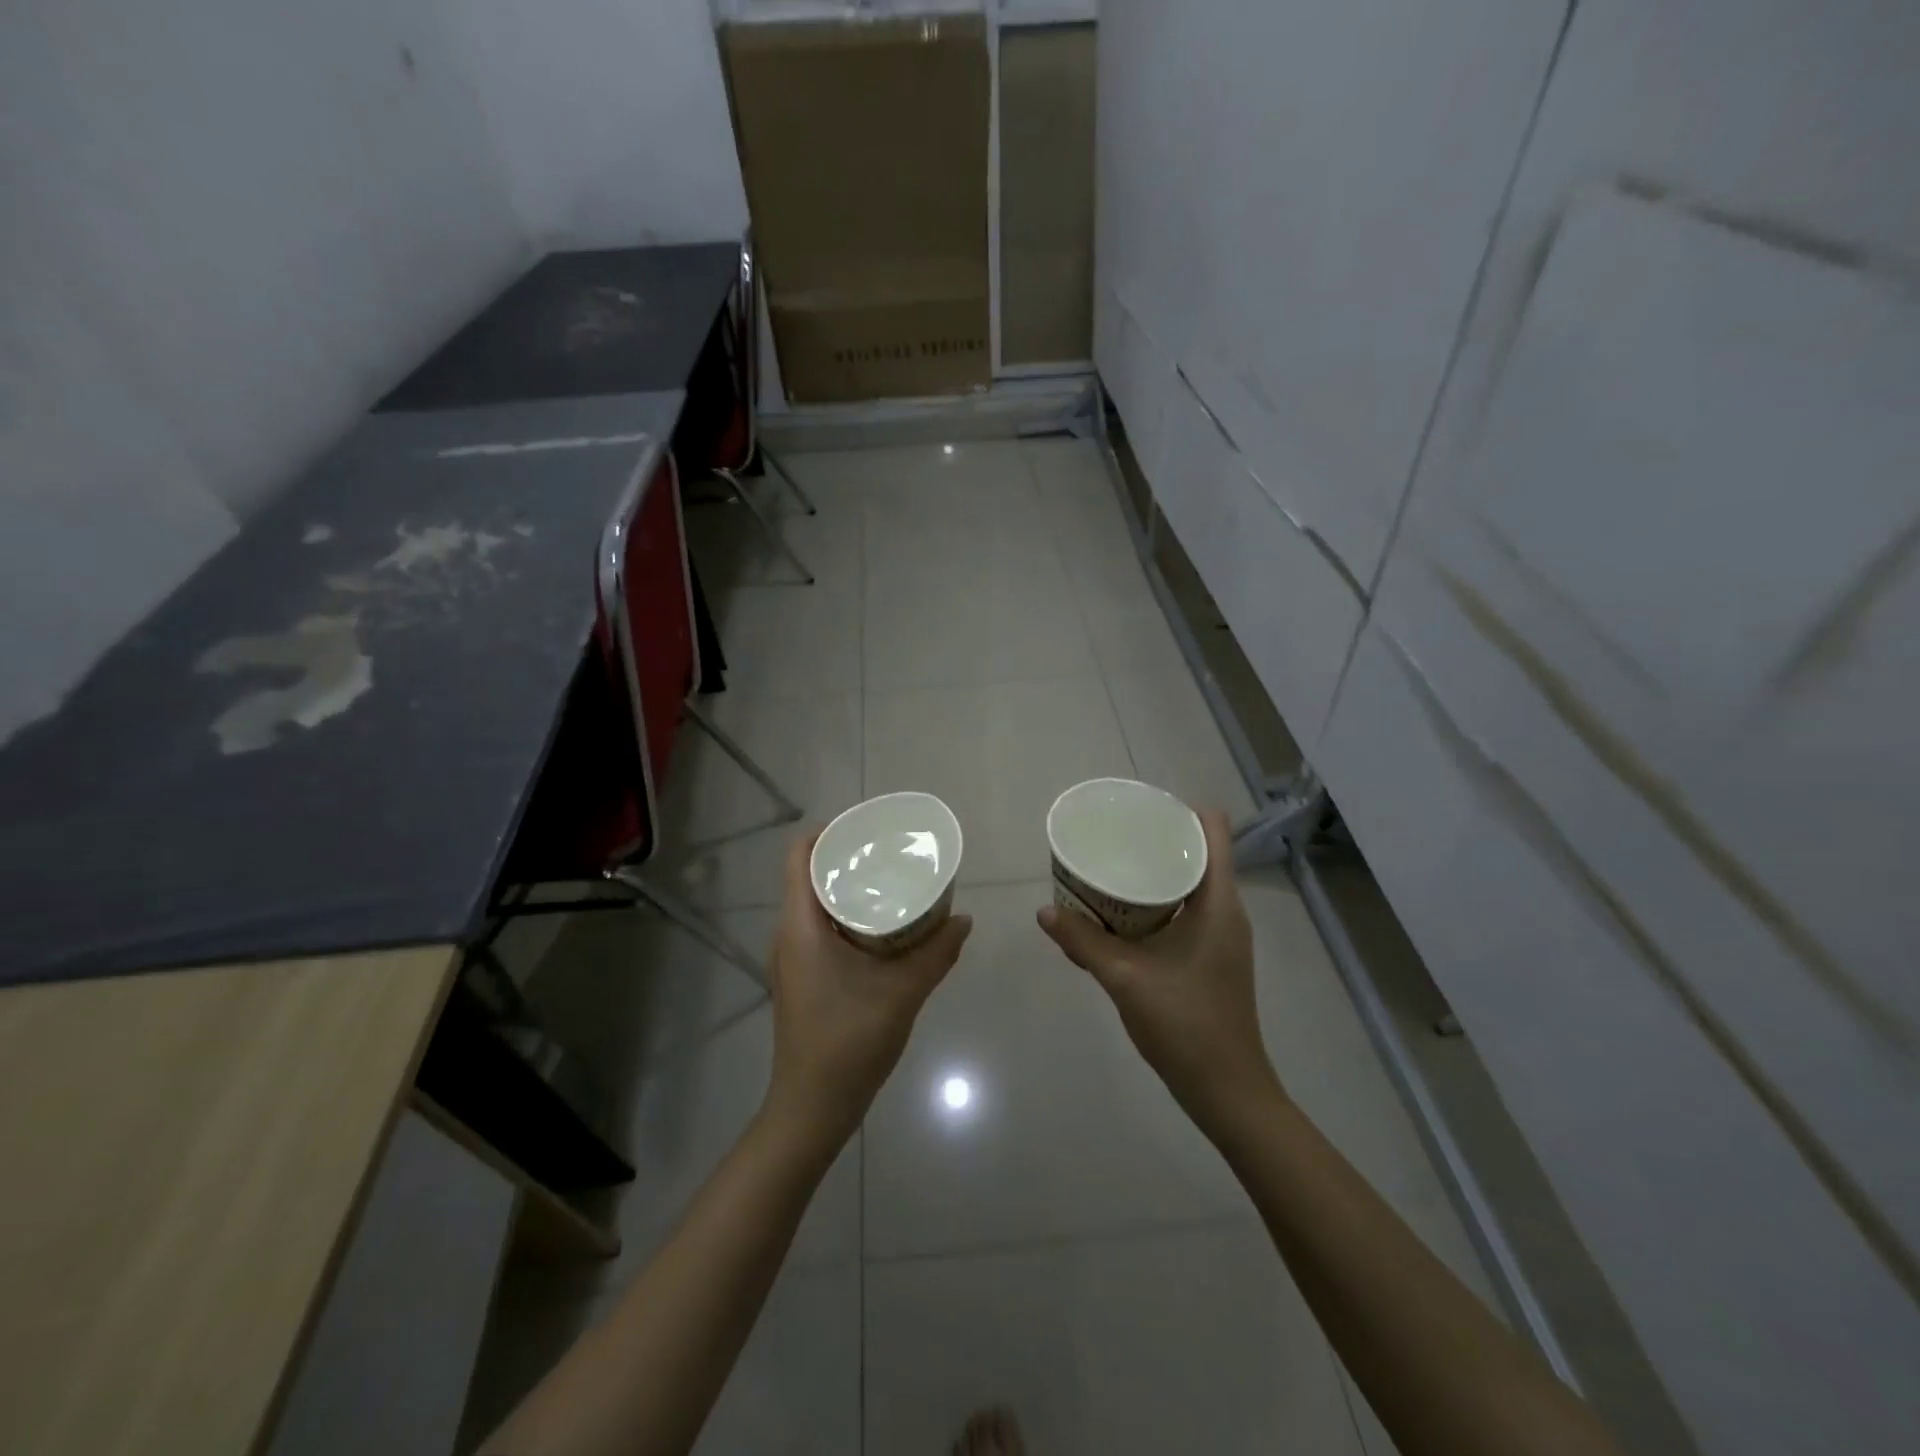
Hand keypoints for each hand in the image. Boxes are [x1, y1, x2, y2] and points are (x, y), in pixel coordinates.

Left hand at [765, 831, 972, 1144]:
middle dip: (850, 858)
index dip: (830, 832)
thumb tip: (964, 919)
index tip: (869, 827)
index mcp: (800, 927)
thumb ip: (936, 953)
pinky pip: (822, 928)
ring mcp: (794, 958)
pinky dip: (850, 915)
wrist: (812, 1108)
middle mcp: (790, 934)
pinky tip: (885, 925)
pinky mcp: (805, 977)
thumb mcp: (902, 993)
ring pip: (818, 904)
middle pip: (811, 875)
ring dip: (851, 888)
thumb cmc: (848, 1043)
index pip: (800, 856)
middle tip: (892, 852)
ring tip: (893, 880)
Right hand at [1038, 809, 1280, 1132]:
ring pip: (1191, 884)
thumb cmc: (1185, 1024)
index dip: (1181, 810)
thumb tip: (1044, 911)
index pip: (1214, 830)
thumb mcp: (1125, 978)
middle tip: (1113, 835)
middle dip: (1157, 839)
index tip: (1140, 809)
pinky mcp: (1212, 957)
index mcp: (1218, 903)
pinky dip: (1157, 902)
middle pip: (1199, 853)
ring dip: (1155, 872)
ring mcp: (1222, 936)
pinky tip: (1122, 914)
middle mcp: (1226, 911)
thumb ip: (1083, 942)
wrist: (1227, 1091)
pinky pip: (1186, 911)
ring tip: (1112, 866)